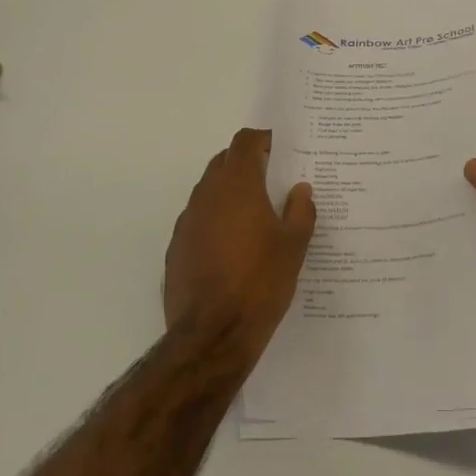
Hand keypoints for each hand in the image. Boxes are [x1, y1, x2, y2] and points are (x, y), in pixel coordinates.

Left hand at [165, 129, 315, 359]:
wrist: (212, 335)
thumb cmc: (260, 282)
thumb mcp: (294, 246)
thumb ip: (300, 211)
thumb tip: (300, 189)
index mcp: (237, 185)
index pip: (245, 142)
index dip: (263, 140)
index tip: (281, 151)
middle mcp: (207, 195)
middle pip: (224, 161)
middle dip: (247, 164)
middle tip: (273, 181)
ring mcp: (187, 222)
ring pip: (209, 191)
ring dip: (230, 193)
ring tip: (256, 217)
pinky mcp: (176, 248)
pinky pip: (199, 220)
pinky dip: (216, 221)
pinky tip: (233, 248)